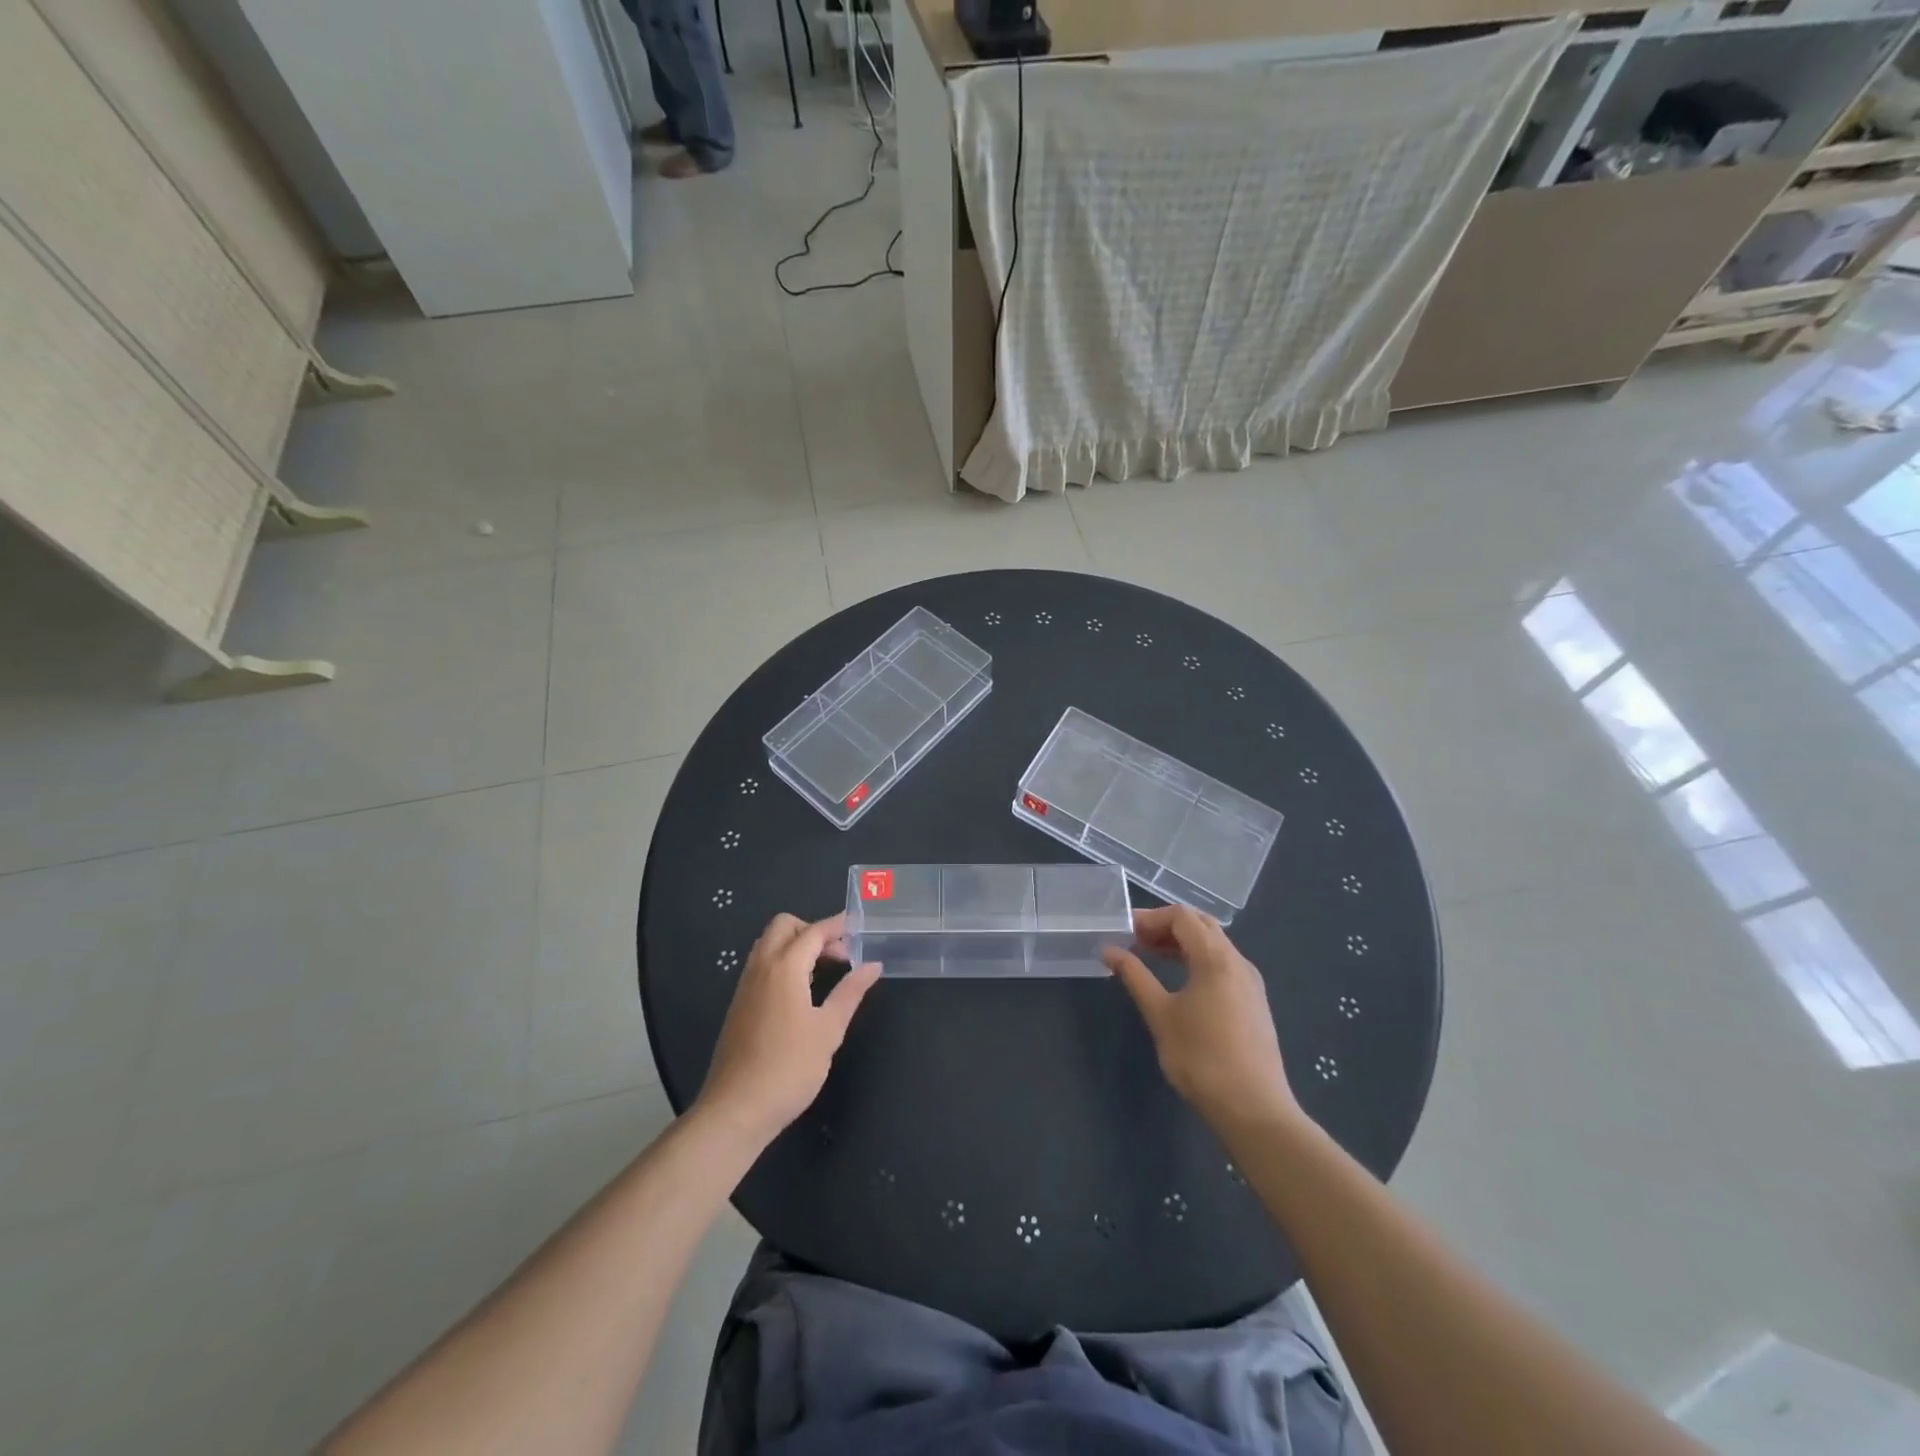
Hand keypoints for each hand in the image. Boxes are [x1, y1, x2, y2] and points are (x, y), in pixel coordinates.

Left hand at [696, 912, 880, 1143]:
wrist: (736, 1110)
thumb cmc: (789, 1068)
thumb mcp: (829, 1030)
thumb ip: (851, 992)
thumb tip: (872, 966)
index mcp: (784, 968)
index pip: (813, 932)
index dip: (838, 926)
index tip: (859, 926)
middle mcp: (760, 968)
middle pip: (784, 927)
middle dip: (813, 930)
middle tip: (839, 954)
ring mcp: (745, 986)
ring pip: (769, 944)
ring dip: (797, 945)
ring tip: (824, 970)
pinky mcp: (739, 1005)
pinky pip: (761, 965)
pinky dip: (783, 962)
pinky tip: (802, 991)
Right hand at [1104, 906, 1299, 1131]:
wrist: (1254, 1109)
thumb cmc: (1201, 1058)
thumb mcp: (1160, 1015)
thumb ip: (1135, 976)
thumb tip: (1109, 950)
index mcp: (1216, 958)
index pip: (1182, 917)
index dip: (1151, 918)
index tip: (1126, 933)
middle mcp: (1238, 962)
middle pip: (1201, 925)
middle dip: (1167, 926)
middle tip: (1137, 941)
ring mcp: (1251, 982)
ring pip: (1215, 945)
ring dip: (1183, 944)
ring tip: (1153, 958)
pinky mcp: (1255, 1002)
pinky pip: (1224, 965)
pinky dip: (1199, 961)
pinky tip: (1181, 983)